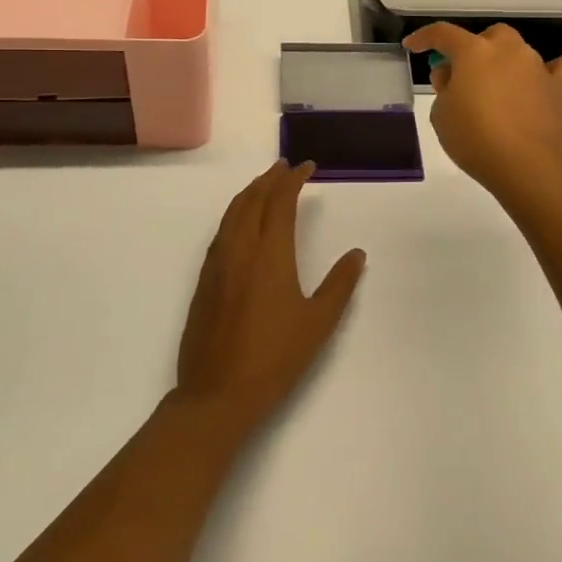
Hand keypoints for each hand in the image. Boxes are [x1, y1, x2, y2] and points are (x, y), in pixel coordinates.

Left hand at [174, 160, 365, 431]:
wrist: (217, 394)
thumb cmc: (275, 358)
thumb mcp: (318, 323)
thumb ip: (339, 284)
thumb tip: (357, 254)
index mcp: (270, 255)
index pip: (281, 202)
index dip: (293, 180)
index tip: (307, 167)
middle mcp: (240, 250)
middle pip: (252, 201)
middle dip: (270, 179)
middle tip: (285, 167)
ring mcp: (217, 265)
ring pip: (232, 214)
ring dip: (249, 193)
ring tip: (264, 185)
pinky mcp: (204, 282)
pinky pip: (220, 233)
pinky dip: (234, 215)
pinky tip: (240, 224)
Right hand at [402, 23, 561, 200]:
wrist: (527, 165)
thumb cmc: (475, 139)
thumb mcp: (441, 115)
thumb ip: (444, 88)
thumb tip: (453, 75)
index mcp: (474, 52)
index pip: (443, 34)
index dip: (425, 37)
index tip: (414, 45)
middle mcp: (508, 50)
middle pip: (489, 37)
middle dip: (474, 51)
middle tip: (463, 78)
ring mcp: (538, 66)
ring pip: (519, 51)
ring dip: (505, 64)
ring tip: (497, 92)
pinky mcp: (561, 88)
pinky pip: (561, 67)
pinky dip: (551, 71)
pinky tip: (542, 84)